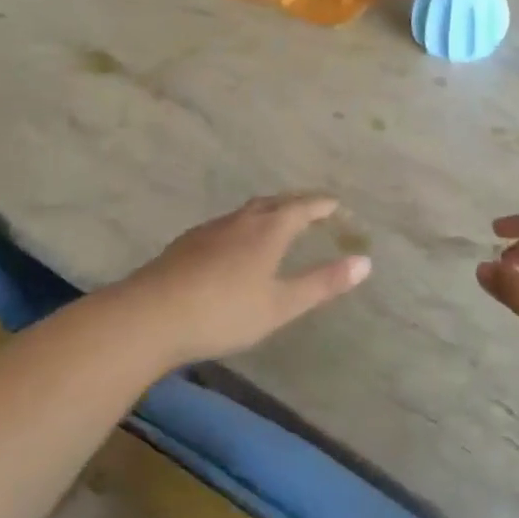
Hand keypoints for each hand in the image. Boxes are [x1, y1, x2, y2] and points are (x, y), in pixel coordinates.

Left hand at [121, 195, 370, 365]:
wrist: (152, 314)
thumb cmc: (225, 312)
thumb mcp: (281, 305)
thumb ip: (322, 283)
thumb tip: (365, 262)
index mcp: (268, 230)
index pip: (301, 208)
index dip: (319, 205)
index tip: (334, 203)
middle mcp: (240, 221)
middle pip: (273, 203)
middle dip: (295, 203)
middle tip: (310, 207)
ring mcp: (210, 230)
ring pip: (246, 212)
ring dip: (266, 212)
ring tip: (275, 221)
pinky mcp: (187, 243)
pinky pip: (225, 225)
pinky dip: (242, 226)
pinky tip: (233, 244)